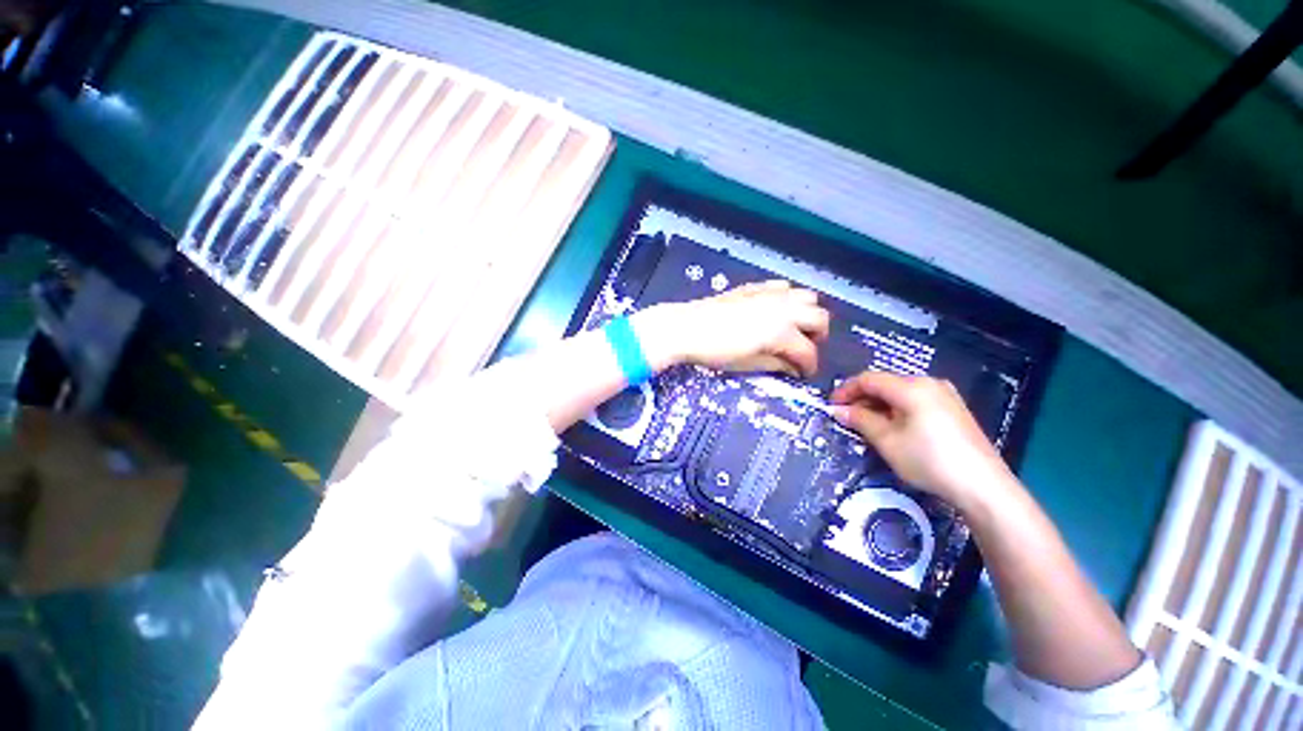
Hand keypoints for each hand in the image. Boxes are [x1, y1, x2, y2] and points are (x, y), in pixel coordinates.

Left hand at [635, 280, 830, 377]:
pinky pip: (784, 287)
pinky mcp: (756, 287)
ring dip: (806, 314)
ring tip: (792, 329)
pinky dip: (788, 299)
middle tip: (802, 350)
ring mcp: (770, 294)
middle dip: (817, 337)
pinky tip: (774, 311)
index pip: (808, 351)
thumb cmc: (716, 351)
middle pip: (819, 318)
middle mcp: (783, 308)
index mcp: (781, 331)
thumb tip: (793, 368)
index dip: (809, 366)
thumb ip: (776, 365)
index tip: (803, 374)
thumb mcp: (748, 364)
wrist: (686, 328)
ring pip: (807, 297)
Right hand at [829, 372, 1017, 508]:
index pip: (868, 379)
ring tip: (866, 425)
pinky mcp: (954, 409)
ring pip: (900, 392)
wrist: (984, 487)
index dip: (846, 390)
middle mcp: (929, 383)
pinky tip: (893, 427)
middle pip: (885, 383)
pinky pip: (916, 401)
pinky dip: (897, 409)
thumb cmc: (929, 461)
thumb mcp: (887, 441)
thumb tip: (837, 410)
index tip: (831, 406)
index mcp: (911, 387)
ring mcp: (945, 395)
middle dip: (862, 398)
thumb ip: (860, 420)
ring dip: (878, 405)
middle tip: (846, 418)